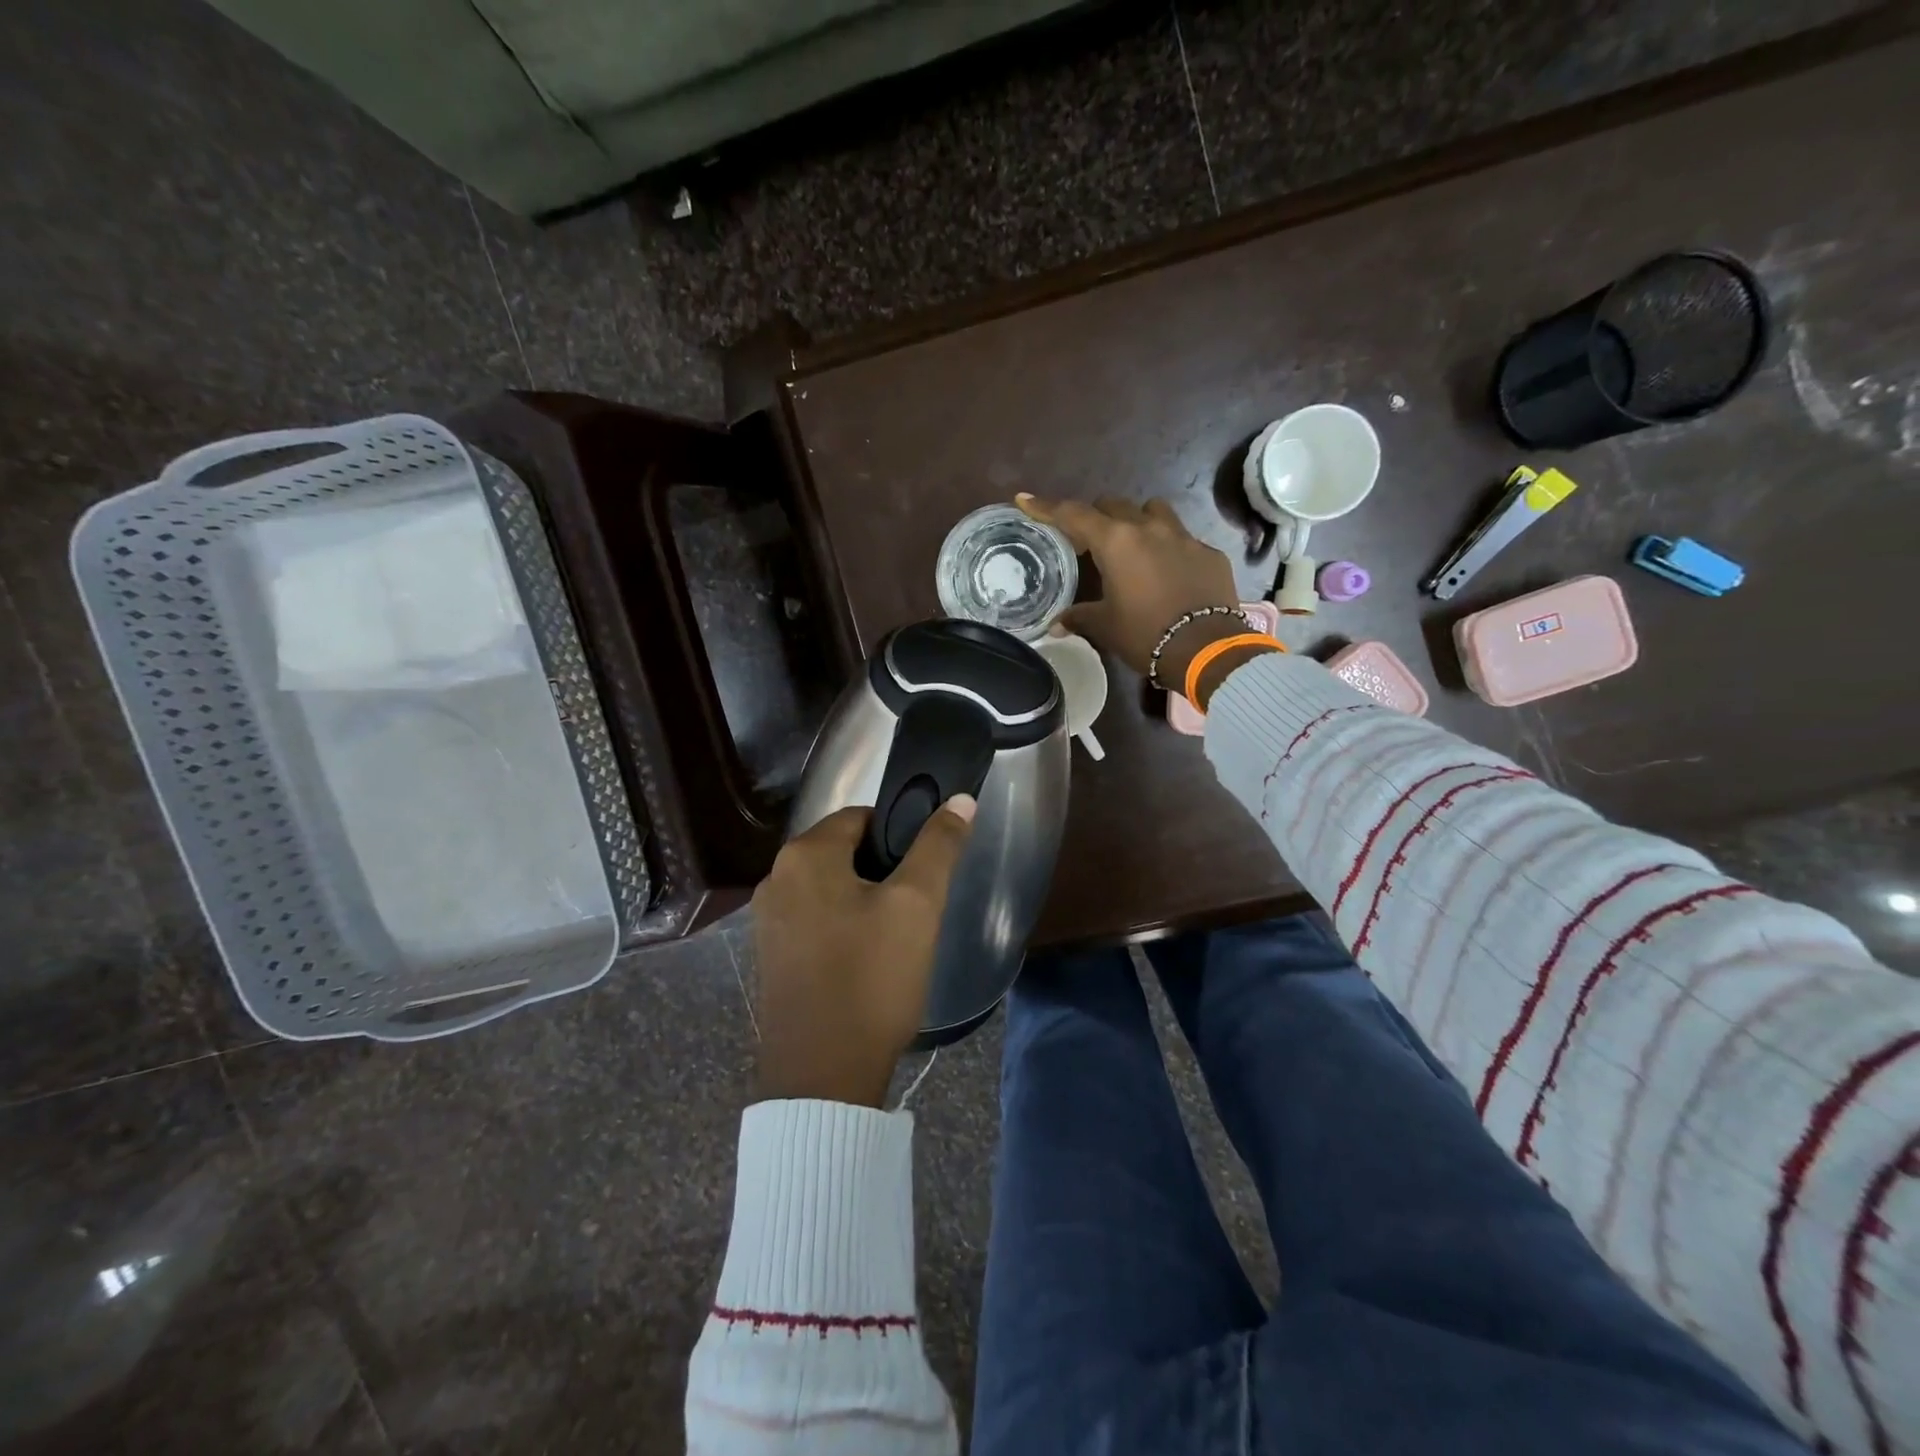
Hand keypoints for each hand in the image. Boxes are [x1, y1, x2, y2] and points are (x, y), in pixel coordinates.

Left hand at [751, 798, 975, 1106]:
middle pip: (843, 851)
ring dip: (864, 899)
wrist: (823, 1077)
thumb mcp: (917, 905)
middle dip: (882, 869)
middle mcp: (775, 879)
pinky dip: (842, 926)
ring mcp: (767, 921)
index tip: (924, 870)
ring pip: (830, 887)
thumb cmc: (872, 978)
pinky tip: (866, 960)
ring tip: (897, 936)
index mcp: (803, 856)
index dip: (899, 835)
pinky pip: (814, 920)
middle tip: (916, 906)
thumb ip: (939, 846)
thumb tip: (960, 799)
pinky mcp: (770, 956)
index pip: (861, 817)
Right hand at [1016, 493, 1267, 701]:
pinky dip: (1168, 548)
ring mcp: (1183, 537)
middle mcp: (1149, 528)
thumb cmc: (1145, 634)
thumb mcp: (1105, 627)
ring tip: (1132, 545)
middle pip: (1114, 505)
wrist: (1205, 649)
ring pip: (1153, 511)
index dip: (1046, 507)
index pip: (1073, 515)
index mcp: (1116, 542)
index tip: (1025, 499)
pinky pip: (1182, 538)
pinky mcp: (1209, 553)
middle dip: (1096, 516)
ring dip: (1137, 520)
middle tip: (1088, 540)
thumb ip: (1079, 617)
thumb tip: (1056, 625)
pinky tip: (1167, 573)